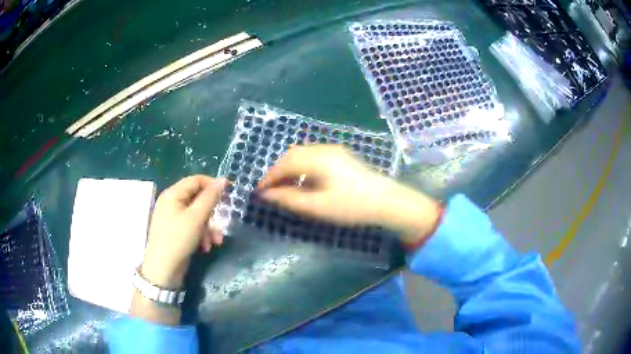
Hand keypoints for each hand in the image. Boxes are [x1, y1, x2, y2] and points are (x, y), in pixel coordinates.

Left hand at [141, 175, 226, 288]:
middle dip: (212, 213)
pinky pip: (192, 226)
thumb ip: (210, 198)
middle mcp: (172, 202)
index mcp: (173, 194)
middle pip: (198, 199)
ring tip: (215, 241)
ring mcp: (173, 217)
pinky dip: (201, 234)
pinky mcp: (176, 230)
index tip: (229, 195)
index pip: (196, 180)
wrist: (163, 269)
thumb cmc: (178, 239)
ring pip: (197, 215)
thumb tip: (223, 180)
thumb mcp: (196, 218)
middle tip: (222, 223)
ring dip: (209, 227)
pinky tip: (205, 247)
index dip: (213, 185)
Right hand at [257, 145, 439, 242]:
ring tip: (285, 186)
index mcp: (318, 159)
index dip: (269, 177)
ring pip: (303, 154)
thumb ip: (289, 199)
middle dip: (278, 171)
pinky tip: (305, 181)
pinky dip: (303, 167)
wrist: (386, 201)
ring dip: (290, 168)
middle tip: (270, 189)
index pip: (285, 164)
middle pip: (293, 155)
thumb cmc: (351, 206)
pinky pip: (314, 156)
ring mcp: (335, 150)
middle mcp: (325, 149)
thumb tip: (266, 194)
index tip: (259, 191)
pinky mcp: (342, 156)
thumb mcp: (317, 206)